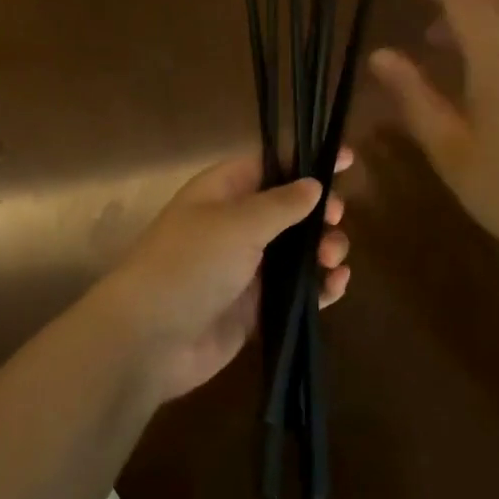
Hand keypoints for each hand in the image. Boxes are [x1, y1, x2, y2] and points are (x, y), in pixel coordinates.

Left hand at [92, 151, 352, 402]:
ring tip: (333, 259)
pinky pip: (294, 291)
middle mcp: (234, 225)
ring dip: (323, 250)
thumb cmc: (191, 265)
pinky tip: (336, 286)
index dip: (306, 160)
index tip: (347, 159)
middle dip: (320, 211)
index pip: (269, 164)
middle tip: (337, 220)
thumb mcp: (237, 224)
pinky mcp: (254, 308)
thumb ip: (281, 204)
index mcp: (222, 192)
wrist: (150, 339)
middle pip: (289, 209)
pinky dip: (318, 287)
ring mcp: (245, 269)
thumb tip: (313, 184)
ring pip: (297, 252)